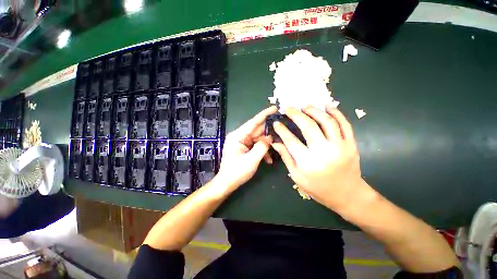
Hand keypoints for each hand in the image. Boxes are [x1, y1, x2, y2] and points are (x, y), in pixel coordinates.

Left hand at [217, 106, 276, 190]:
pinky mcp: (244, 148)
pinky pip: (256, 145)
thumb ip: (262, 146)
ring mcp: (242, 142)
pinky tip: (268, 159)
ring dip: (266, 145)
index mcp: (237, 136)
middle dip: (268, 133)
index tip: (274, 108)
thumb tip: (270, 137)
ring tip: (275, 151)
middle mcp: (239, 136)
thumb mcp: (252, 160)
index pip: (253, 122)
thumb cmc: (237, 172)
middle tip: (281, 131)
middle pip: (257, 131)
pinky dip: (262, 150)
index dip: (264, 115)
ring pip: (258, 139)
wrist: (227, 183)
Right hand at [272, 104, 365, 210]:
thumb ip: (286, 157)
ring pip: (327, 121)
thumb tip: (275, 142)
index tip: (276, 122)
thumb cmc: (318, 188)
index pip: (290, 140)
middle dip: (296, 114)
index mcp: (308, 162)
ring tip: (305, 106)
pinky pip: (345, 124)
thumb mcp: (296, 176)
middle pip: (308, 126)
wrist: (347, 195)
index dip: (281, 130)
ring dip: (315, 111)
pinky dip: (336, 113)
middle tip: (289, 108)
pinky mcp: (351, 144)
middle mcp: (323, 151)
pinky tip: (328, 106)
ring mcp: (340, 146)